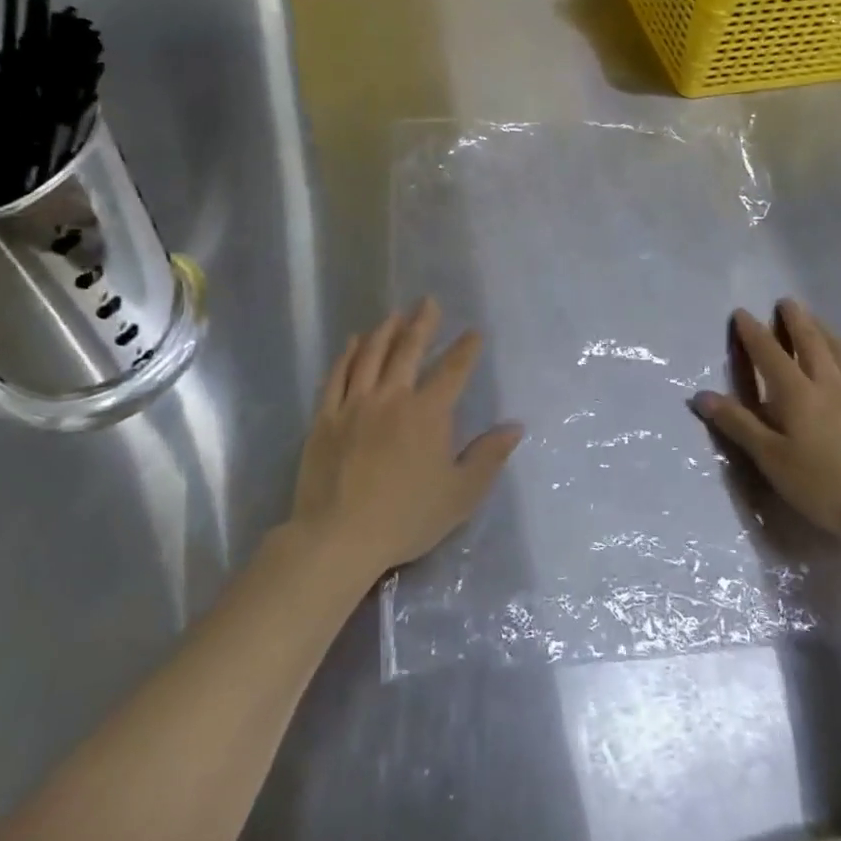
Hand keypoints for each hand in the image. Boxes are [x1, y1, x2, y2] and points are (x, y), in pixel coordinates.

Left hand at [291, 298, 522, 580]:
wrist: (338, 538)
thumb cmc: (406, 518)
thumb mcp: (460, 495)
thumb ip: (488, 457)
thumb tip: (515, 426)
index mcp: (428, 413)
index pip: (453, 371)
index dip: (466, 349)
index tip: (474, 332)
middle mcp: (392, 397)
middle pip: (408, 349)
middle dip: (423, 323)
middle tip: (428, 302)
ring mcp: (355, 404)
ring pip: (371, 354)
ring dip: (385, 330)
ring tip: (395, 314)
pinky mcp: (325, 416)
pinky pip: (337, 375)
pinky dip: (347, 354)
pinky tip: (353, 342)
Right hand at [690, 300, 840, 546]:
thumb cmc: (823, 486)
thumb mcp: (771, 459)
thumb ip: (738, 424)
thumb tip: (701, 395)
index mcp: (797, 394)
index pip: (769, 354)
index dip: (753, 332)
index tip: (742, 313)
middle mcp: (830, 385)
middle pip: (811, 342)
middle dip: (795, 320)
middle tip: (786, 302)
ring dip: (829, 333)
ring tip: (819, 323)